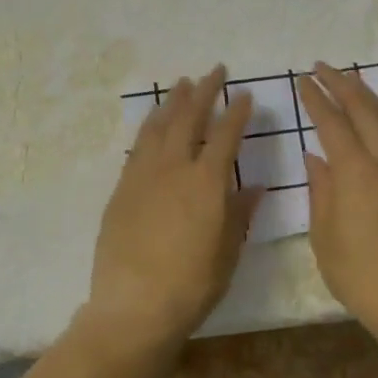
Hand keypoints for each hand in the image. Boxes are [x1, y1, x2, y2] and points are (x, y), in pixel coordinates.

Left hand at [85, 67, 260, 356]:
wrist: (134, 306)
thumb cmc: (192, 285)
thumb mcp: (227, 252)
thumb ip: (240, 214)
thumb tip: (255, 187)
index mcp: (207, 183)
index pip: (226, 136)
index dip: (237, 113)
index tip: (245, 95)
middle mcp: (174, 169)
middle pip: (189, 119)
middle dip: (204, 92)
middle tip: (213, 71)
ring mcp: (143, 176)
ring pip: (159, 126)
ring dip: (172, 102)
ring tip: (182, 84)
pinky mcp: (121, 189)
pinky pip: (137, 147)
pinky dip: (149, 127)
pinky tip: (153, 123)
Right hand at [298, 63, 377, 339]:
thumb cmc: (361, 276)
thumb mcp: (325, 236)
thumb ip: (320, 191)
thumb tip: (315, 157)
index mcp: (357, 175)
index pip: (333, 124)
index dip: (316, 99)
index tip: (302, 80)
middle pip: (365, 111)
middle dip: (343, 84)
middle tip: (322, 67)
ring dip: (365, 96)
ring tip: (347, 80)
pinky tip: (371, 118)